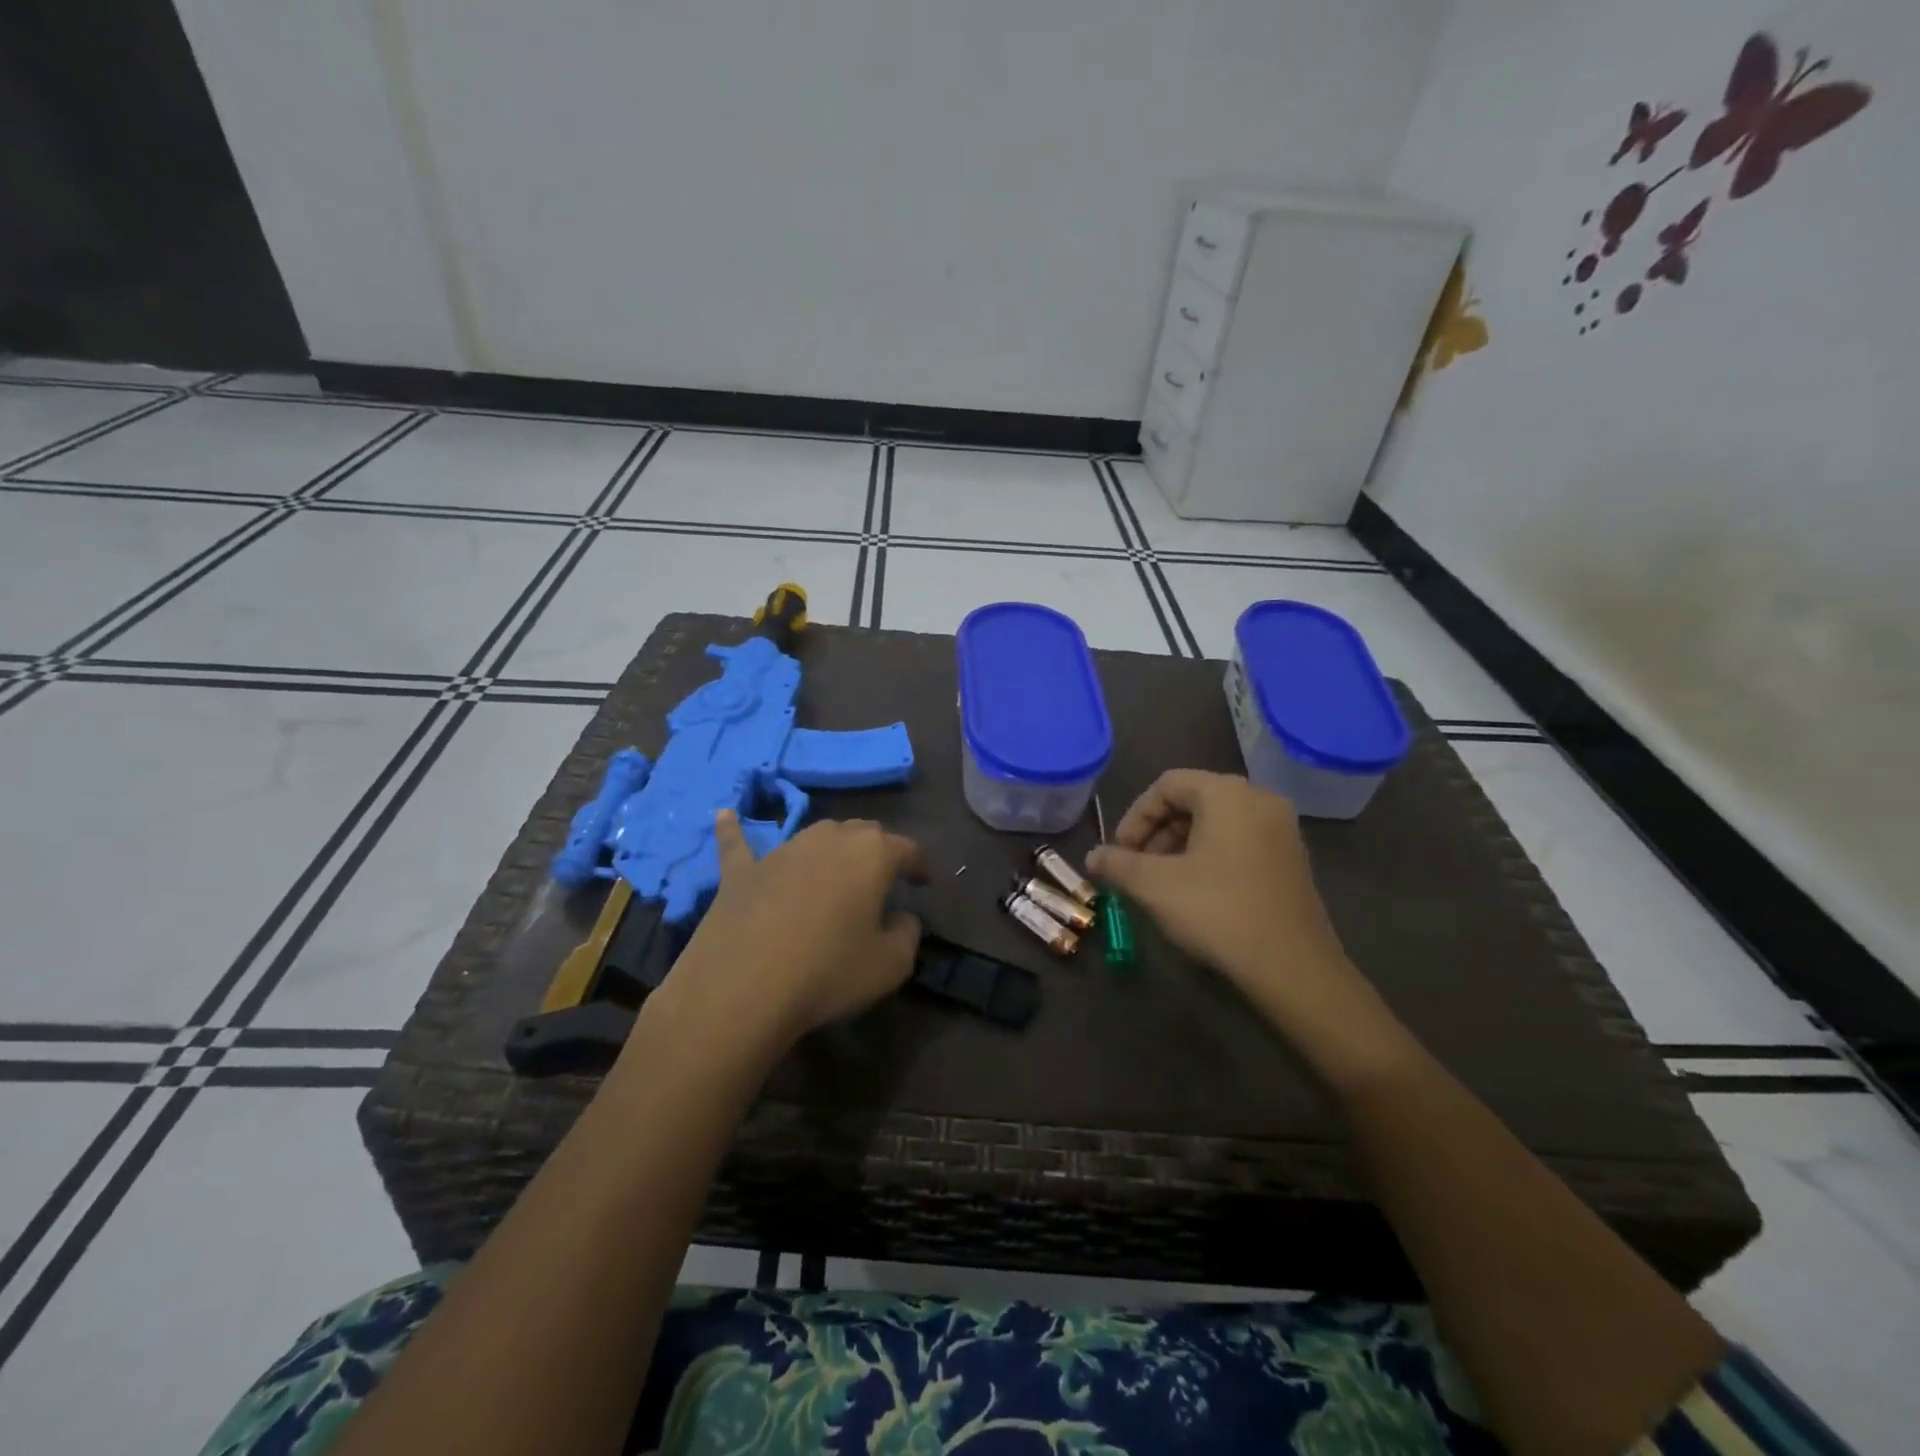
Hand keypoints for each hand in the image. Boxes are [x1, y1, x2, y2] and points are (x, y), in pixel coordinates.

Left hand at [658, 812, 926, 1052]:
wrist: (743, 988)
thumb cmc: (828, 973)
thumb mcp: (891, 965)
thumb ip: (908, 934)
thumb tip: (902, 917)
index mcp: (872, 855)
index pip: (908, 849)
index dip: (920, 865)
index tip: (924, 883)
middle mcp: (829, 839)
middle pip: (862, 833)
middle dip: (877, 851)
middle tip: (881, 880)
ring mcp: (782, 851)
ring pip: (815, 835)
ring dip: (831, 848)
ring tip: (836, 870)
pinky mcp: (742, 872)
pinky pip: (738, 844)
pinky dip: (735, 830)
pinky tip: (725, 814)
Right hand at [1087, 770, 1409, 1085]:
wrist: (1291, 967)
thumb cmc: (1217, 911)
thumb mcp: (1154, 886)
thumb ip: (1118, 863)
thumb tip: (1092, 857)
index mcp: (1227, 793)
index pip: (1167, 785)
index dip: (1135, 816)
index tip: (1120, 852)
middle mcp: (1259, 799)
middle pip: (1193, 800)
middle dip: (1157, 832)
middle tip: (1137, 867)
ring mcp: (1282, 830)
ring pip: (1217, 822)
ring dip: (1181, 845)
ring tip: (1162, 883)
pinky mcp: (1292, 859)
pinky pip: (1240, 841)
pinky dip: (1210, 856)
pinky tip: (1197, 892)